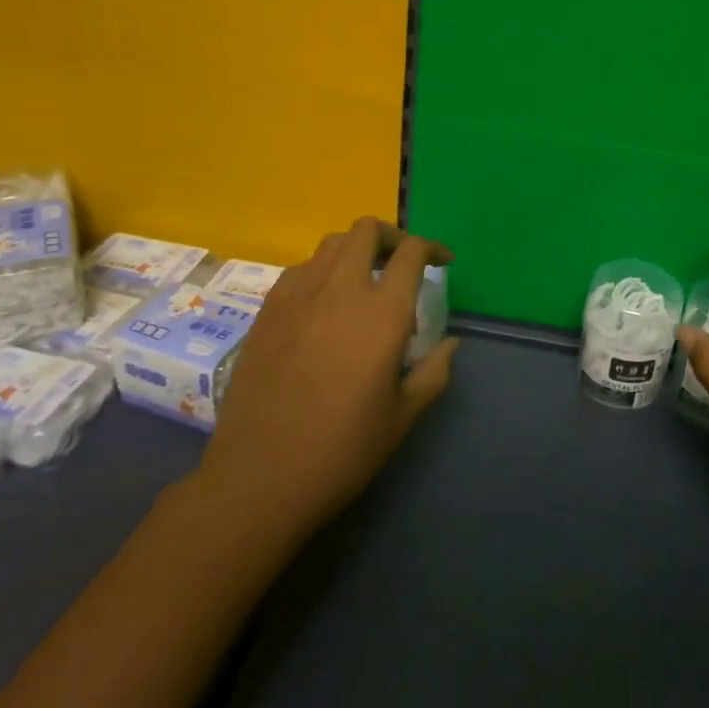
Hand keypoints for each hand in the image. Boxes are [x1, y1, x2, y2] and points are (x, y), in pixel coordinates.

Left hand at [196, 217, 457, 547]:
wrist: (258, 477)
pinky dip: (322, 270)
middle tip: (401, 262)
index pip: (411, 253)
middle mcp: (340, 290)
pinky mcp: (267, 311)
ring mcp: (298, 296)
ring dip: (356, 250)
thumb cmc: (341, 451)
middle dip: (392, 236)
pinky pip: (301, 269)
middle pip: (366, 230)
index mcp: (382, 313)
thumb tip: (450, 343)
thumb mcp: (402, 417)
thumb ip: (433, 372)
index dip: (432, 248)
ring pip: (331, 243)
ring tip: (364, 278)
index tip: (443, 262)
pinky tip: (324, 302)